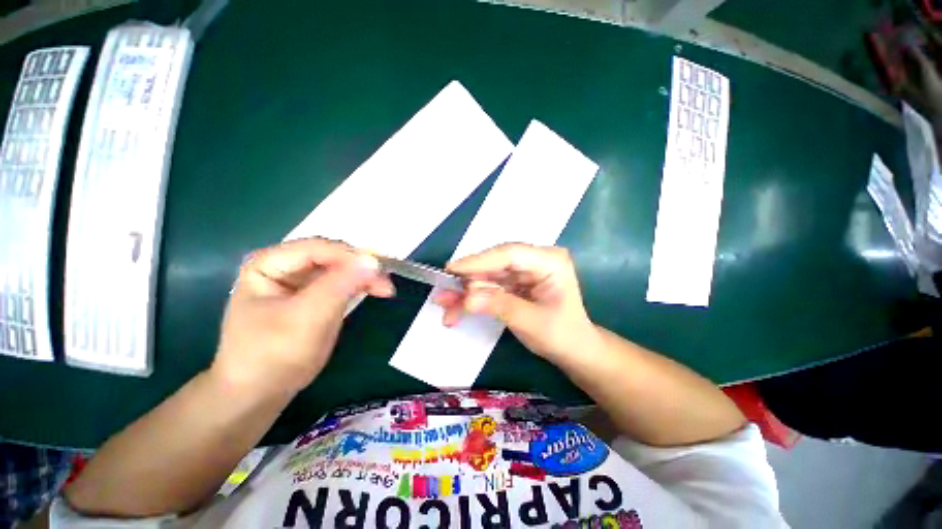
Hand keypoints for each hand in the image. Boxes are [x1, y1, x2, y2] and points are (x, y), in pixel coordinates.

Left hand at [211, 238, 394, 395]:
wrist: (259, 393)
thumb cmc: (273, 354)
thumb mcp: (308, 317)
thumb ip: (340, 285)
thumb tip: (373, 261)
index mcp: (269, 263)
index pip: (319, 248)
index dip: (350, 257)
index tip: (378, 271)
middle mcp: (284, 265)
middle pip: (331, 256)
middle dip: (360, 267)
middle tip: (385, 281)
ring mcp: (299, 281)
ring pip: (340, 268)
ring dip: (364, 276)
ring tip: (385, 288)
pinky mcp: (313, 295)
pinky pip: (341, 282)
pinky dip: (359, 285)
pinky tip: (375, 290)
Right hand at [435, 243, 596, 360]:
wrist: (573, 350)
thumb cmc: (562, 335)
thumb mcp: (531, 322)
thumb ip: (499, 306)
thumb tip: (467, 298)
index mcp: (550, 261)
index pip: (509, 253)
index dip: (479, 261)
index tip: (451, 270)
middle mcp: (536, 260)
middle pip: (494, 263)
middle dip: (467, 280)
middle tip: (442, 292)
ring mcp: (524, 270)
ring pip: (487, 275)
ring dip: (466, 291)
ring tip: (444, 306)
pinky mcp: (515, 282)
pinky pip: (489, 286)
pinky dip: (473, 298)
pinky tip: (456, 310)